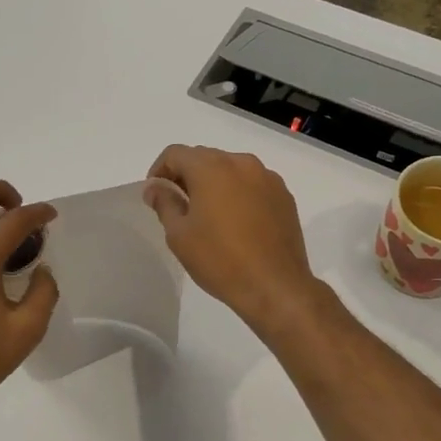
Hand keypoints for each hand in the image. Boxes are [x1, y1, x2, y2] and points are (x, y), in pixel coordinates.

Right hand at [145, 146, 321, 333]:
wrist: (275, 286)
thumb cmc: (220, 259)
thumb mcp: (179, 235)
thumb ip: (164, 203)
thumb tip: (155, 187)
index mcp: (211, 168)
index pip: (175, 153)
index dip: (159, 170)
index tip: (156, 195)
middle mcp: (241, 163)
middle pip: (204, 157)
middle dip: (187, 175)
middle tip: (179, 206)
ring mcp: (267, 178)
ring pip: (230, 169)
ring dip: (214, 183)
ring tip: (209, 214)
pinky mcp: (284, 195)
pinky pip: (252, 184)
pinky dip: (238, 193)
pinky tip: (237, 222)